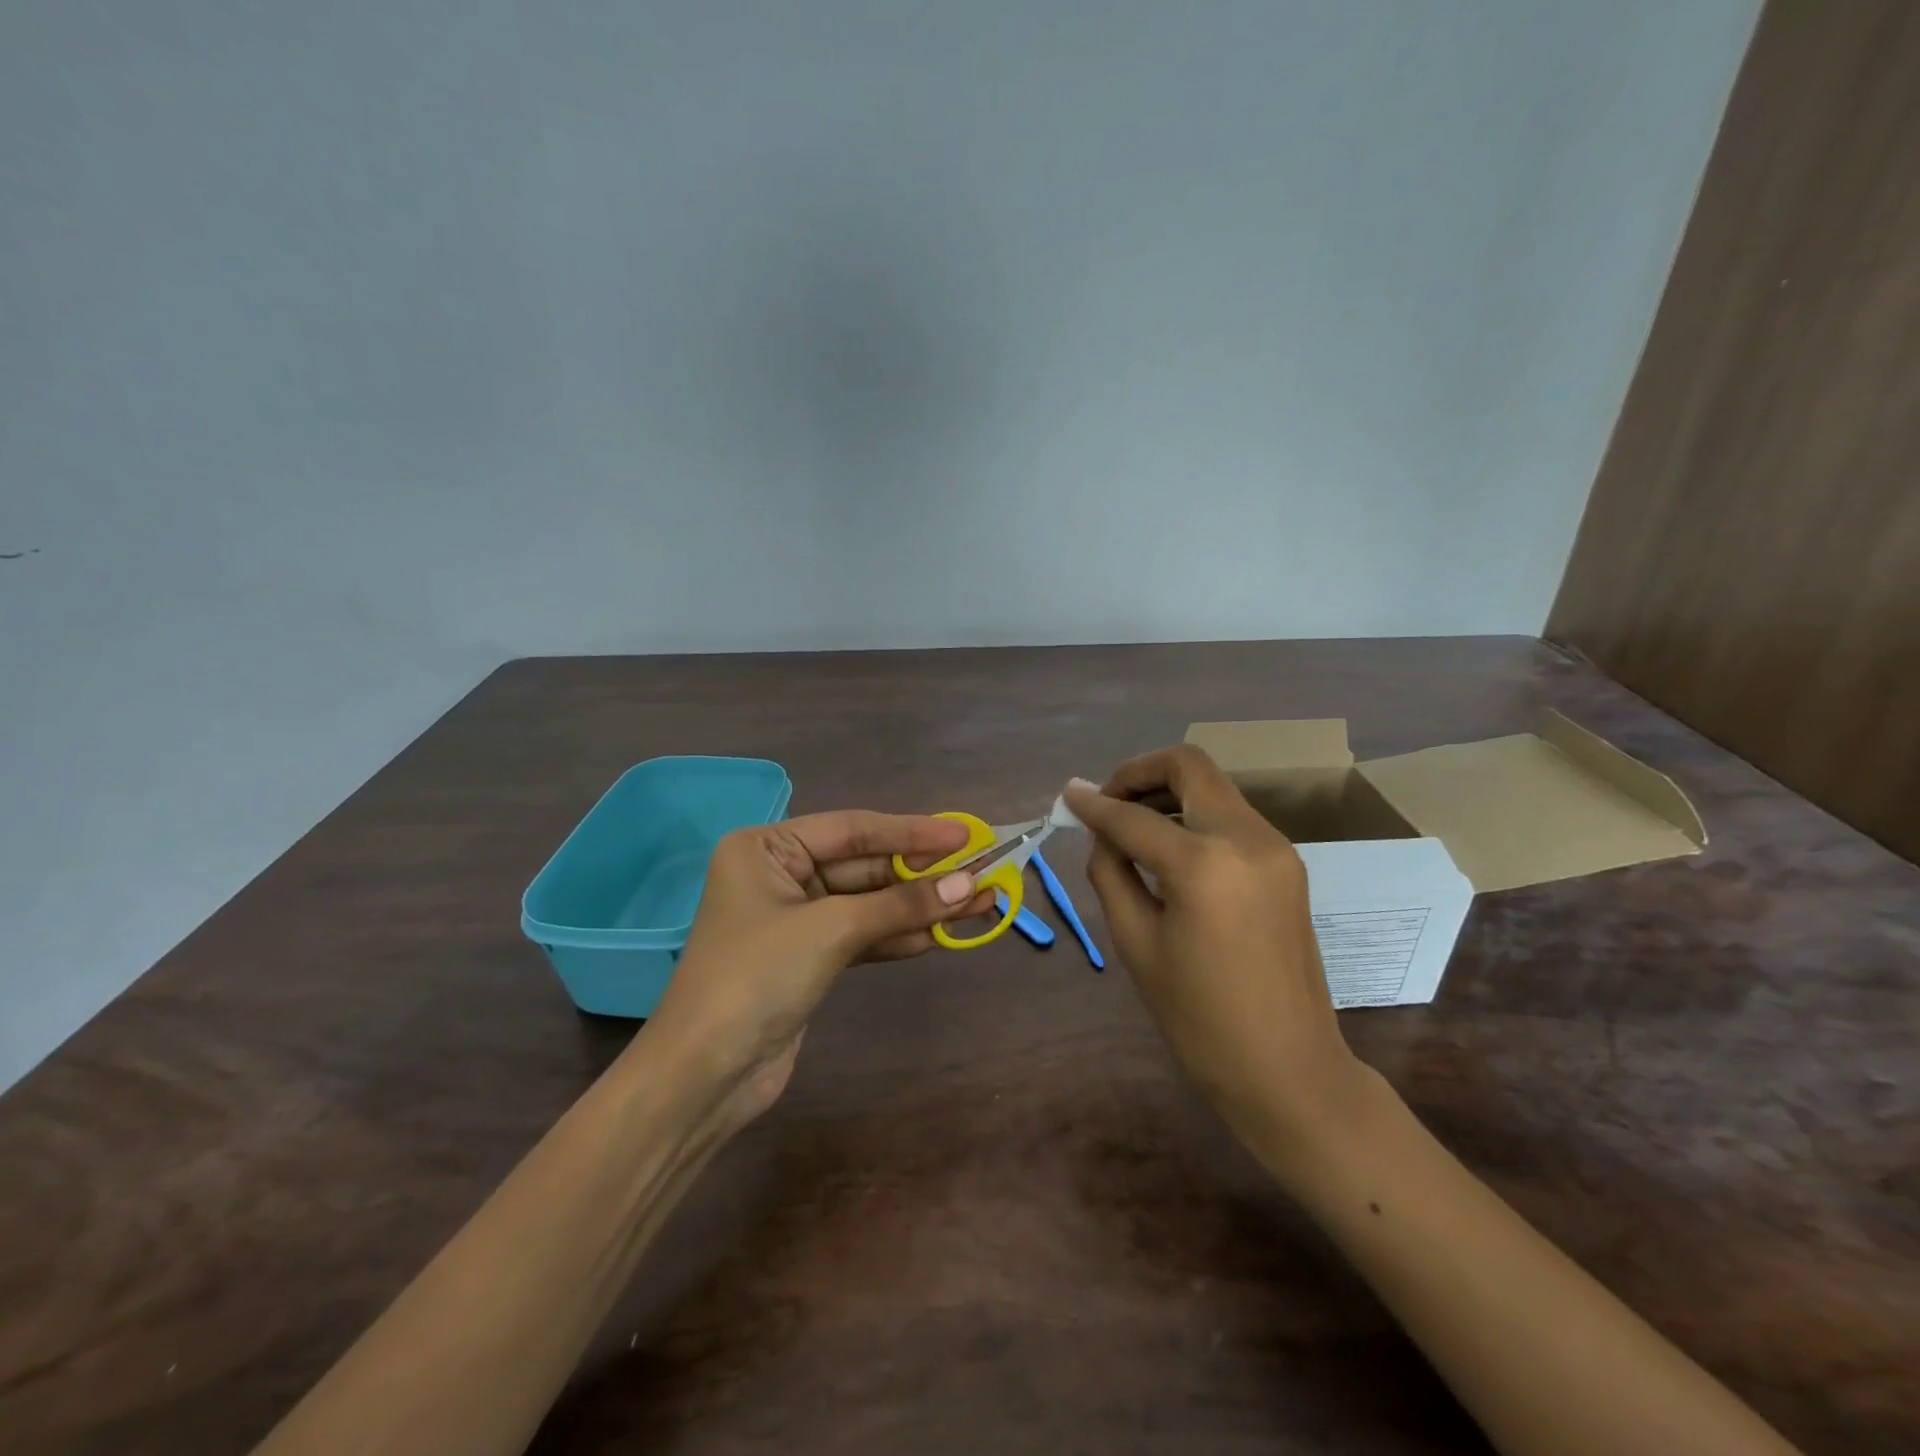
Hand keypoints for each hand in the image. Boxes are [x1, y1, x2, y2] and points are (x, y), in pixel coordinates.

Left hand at [646, 811, 994, 1127]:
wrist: (706, 1074)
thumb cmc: (758, 976)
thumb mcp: (832, 929)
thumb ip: (900, 904)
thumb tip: (969, 886)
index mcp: (768, 847)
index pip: (854, 829)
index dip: (912, 832)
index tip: (964, 836)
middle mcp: (780, 874)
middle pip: (865, 866)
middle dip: (922, 874)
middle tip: (981, 871)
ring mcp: (795, 918)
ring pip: (869, 903)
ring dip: (919, 906)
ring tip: (978, 902)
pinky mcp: (809, 957)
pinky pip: (863, 935)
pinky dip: (899, 935)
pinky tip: (941, 934)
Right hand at [1065, 748, 1368, 1175]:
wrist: (1288, 1069)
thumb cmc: (1198, 1018)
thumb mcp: (1136, 942)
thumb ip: (1111, 870)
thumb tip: (1097, 827)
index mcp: (1204, 863)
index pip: (1134, 816)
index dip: (1094, 804)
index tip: (1068, 796)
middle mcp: (1247, 838)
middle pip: (1189, 766)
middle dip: (1139, 773)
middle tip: (1107, 802)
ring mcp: (1275, 846)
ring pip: (1212, 787)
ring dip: (1168, 793)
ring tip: (1131, 826)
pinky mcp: (1286, 862)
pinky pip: (1230, 816)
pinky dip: (1193, 816)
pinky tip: (1169, 848)